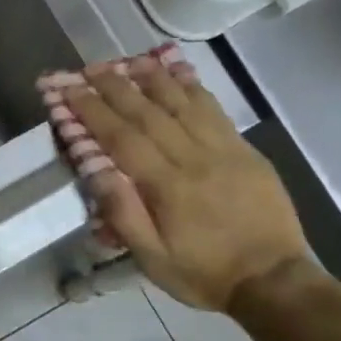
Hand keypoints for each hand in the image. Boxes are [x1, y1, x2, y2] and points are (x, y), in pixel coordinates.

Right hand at [65, 57, 308, 312]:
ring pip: (182, 102)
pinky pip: (214, 109)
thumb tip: (96, 170)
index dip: (91, 111)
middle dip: (114, 87)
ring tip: (127, 60)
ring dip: (152, 78)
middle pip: (148, 112)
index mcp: (167, 186)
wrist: (272, 280)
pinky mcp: (244, 150)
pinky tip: (178, 73)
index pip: (121, 137)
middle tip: (89, 68)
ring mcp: (223, 149)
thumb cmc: (204, 274)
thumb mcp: (153, 258)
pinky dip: (192, 87)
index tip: (69, 91)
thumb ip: (124, 214)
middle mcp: (193, 158)